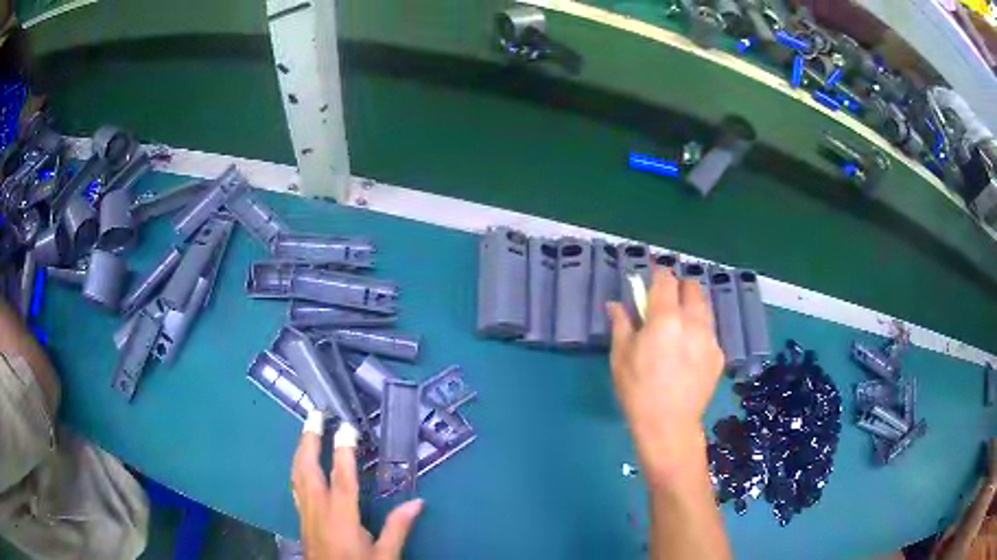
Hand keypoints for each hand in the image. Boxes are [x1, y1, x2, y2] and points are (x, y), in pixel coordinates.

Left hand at [292, 426, 422, 559]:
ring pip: (297, 474)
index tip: (345, 426)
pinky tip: (301, 463)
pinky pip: (295, 485)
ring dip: (301, 449)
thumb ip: (398, 527)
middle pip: (308, 468)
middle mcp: (318, 509)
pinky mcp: (302, 518)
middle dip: (309, 439)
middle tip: (315, 414)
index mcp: (341, 517)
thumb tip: (418, 502)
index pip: (341, 478)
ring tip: (306, 430)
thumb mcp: (385, 555)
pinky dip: (297, 467)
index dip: (343, 451)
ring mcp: (306, 512)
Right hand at [607, 268, 723, 482]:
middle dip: (679, 286)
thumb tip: (616, 304)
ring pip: (705, 307)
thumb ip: (622, 324)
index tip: (651, 276)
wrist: (669, 426)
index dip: (659, 273)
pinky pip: (710, 331)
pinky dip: (699, 330)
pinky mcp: (719, 355)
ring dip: (692, 306)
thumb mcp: (621, 357)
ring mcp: (710, 338)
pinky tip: (688, 350)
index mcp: (666, 319)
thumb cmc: (638, 391)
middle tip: (666, 300)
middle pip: (693, 287)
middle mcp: (693, 322)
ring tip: (680, 323)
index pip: (667, 279)